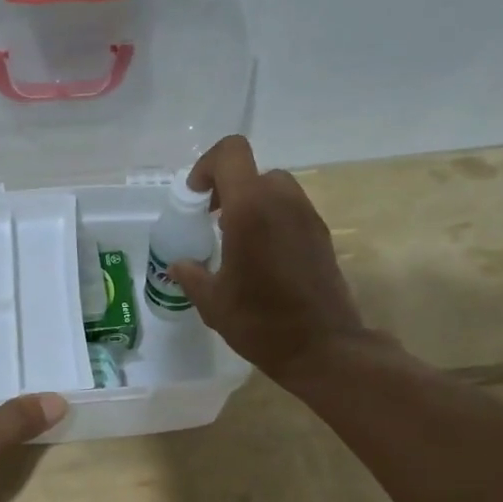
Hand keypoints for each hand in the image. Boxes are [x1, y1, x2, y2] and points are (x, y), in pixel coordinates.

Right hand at [168, 135, 368, 380]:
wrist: (323, 348)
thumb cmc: (261, 323)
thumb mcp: (213, 302)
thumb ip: (192, 274)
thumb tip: (179, 265)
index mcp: (251, 210)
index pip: (231, 153)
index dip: (207, 167)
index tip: (196, 200)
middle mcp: (283, 202)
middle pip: (253, 172)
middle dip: (229, 190)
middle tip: (214, 222)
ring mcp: (307, 217)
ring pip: (275, 189)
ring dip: (252, 204)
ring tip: (238, 242)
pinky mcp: (322, 235)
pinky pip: (291, 211)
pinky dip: (272, 220)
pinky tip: (262, 259)